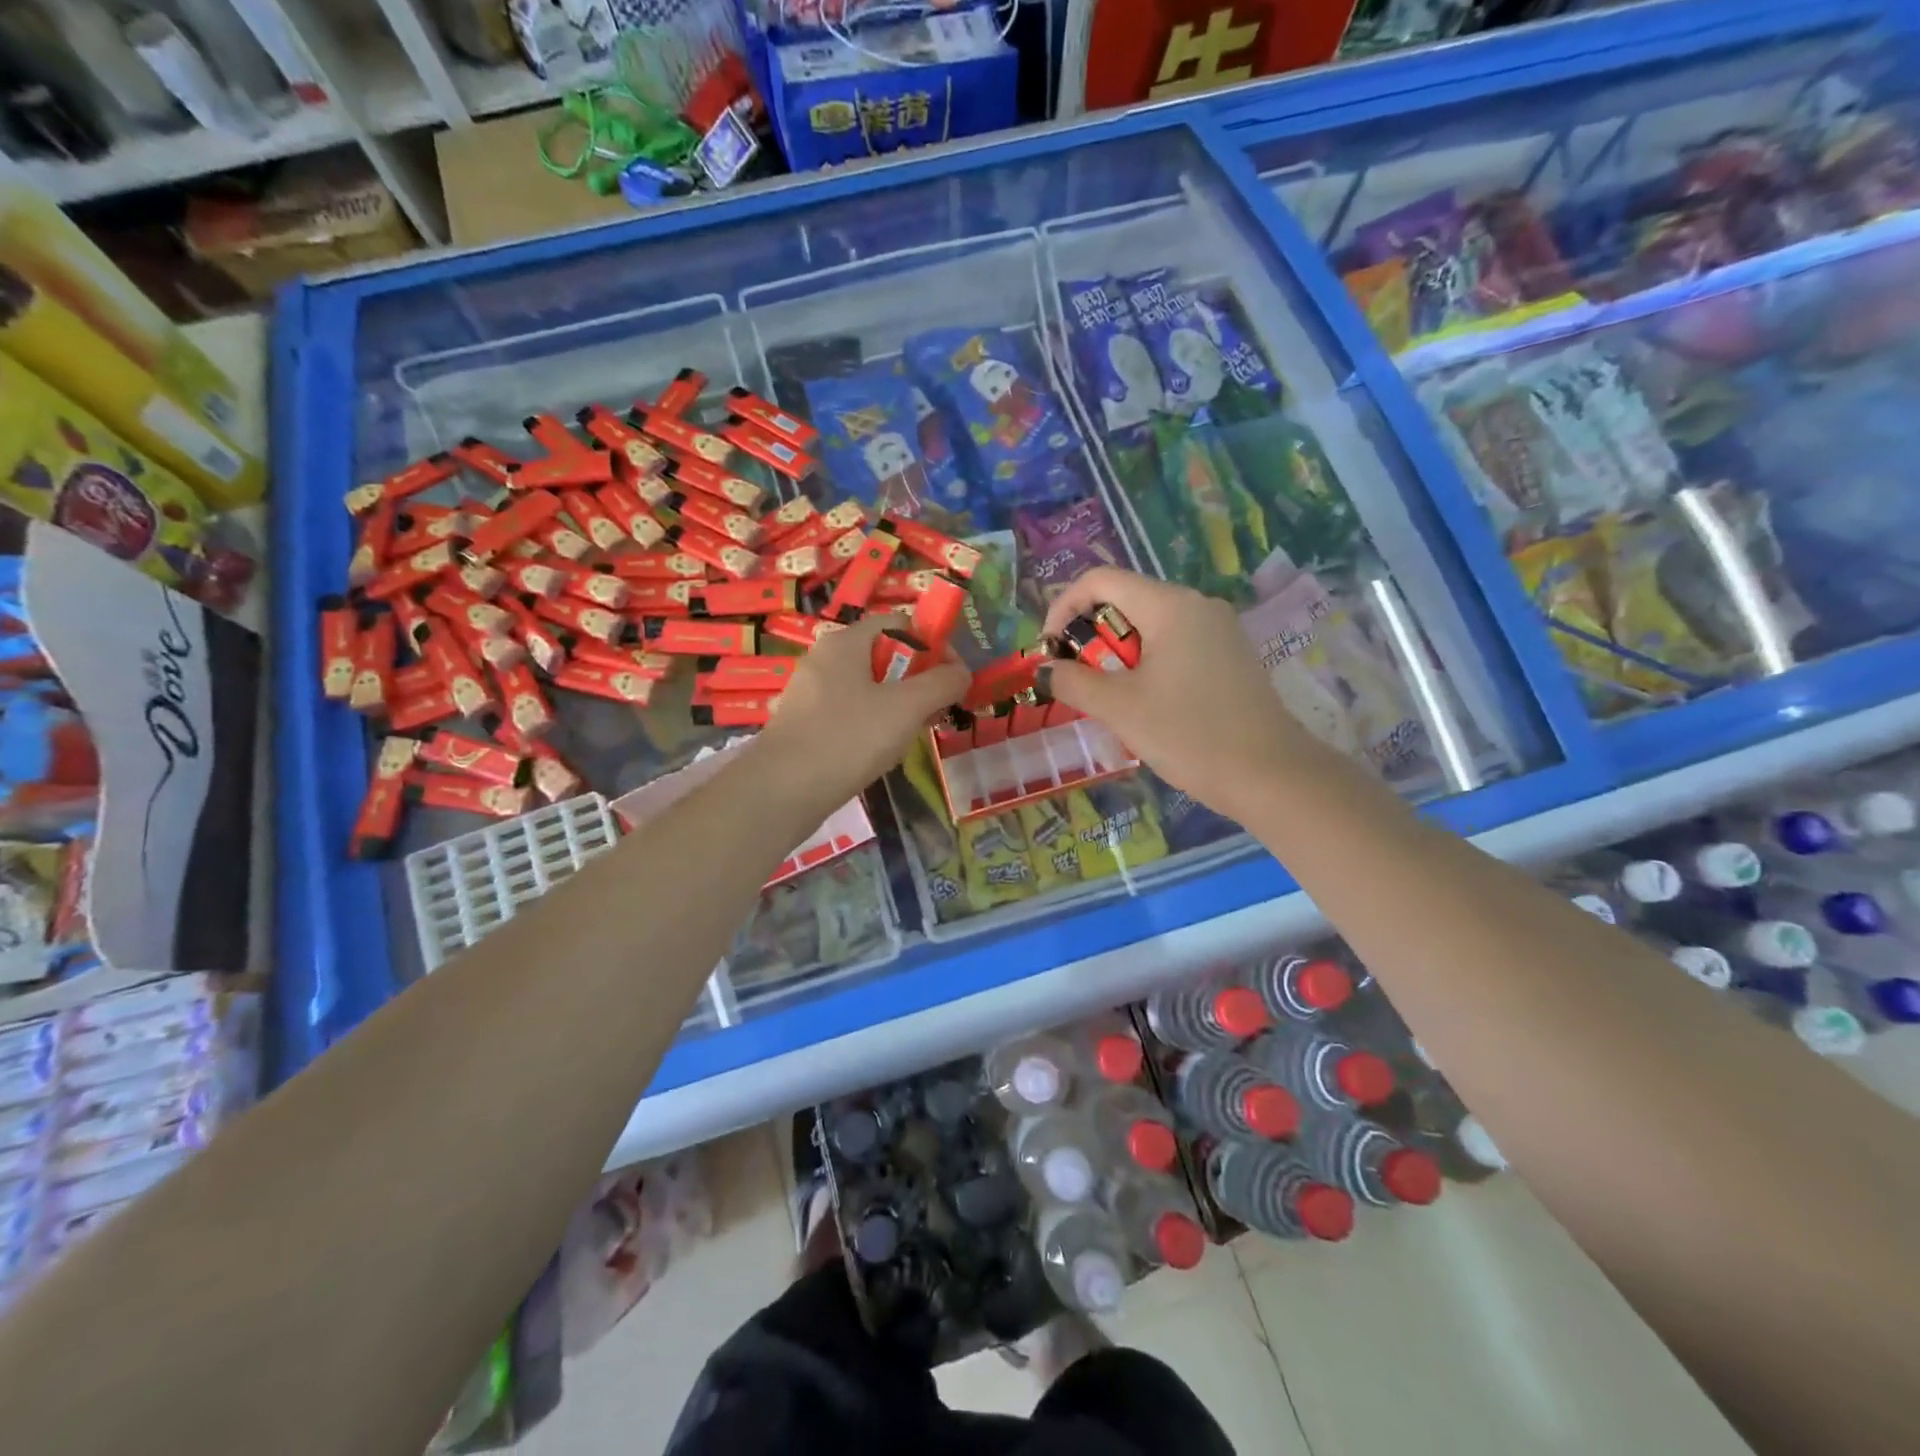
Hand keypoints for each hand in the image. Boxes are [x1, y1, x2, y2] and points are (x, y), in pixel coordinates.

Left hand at [754, 613, 968, 809]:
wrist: (781, 792)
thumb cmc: (848, 739)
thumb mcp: (906, 708)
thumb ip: (941, 684)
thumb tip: (961, 672)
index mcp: (845, 642)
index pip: (900, 623)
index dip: (933, 644)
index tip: (953, 678)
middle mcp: (824, 659)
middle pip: (885, 656)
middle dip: (918, 681)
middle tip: (936, 712)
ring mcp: (811, 693)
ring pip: (869, 689)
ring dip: (898, 707)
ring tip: (911, 737)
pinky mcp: (805, 724)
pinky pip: (850, 714)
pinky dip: (872, 726)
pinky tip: (879, 754)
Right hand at [1041, 568, 1319, 816]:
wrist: (1271, 776)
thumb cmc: (1188, 734)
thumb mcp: (1120, 708)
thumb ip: (1073, 681)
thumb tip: (1041, 669)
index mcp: (1170, 605)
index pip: (1101, 580)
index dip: (1063, 607)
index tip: (1049, 650)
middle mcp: (1197, 605)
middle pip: (1126, 600)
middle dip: (1089, 634)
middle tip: (1074, 678)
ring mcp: (1219, 630)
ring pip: (1150, 625)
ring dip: (1116, 653)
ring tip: (1106, 696)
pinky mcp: (1230, 656)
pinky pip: (1176, 644)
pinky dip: (1147, 662)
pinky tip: (1146, 702)